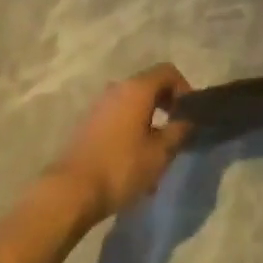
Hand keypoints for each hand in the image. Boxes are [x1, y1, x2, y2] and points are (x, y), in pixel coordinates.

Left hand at [46, 64, 195, 220]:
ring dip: (150, 120)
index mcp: (136, 89)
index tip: (190, 113)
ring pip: (133, 104)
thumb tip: (189, 120)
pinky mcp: (89, 123)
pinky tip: (136, 159)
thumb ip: (179, 131)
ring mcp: (99, 105)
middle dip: (167, 105)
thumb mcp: (160, 153)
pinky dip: (132, 129)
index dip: (184, 88)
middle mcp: (116, 89)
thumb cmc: (121, 168)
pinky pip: (118, 117)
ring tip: (158, 152)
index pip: (167, 71)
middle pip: (149, 86)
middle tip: (178, 131)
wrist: (72, 190)